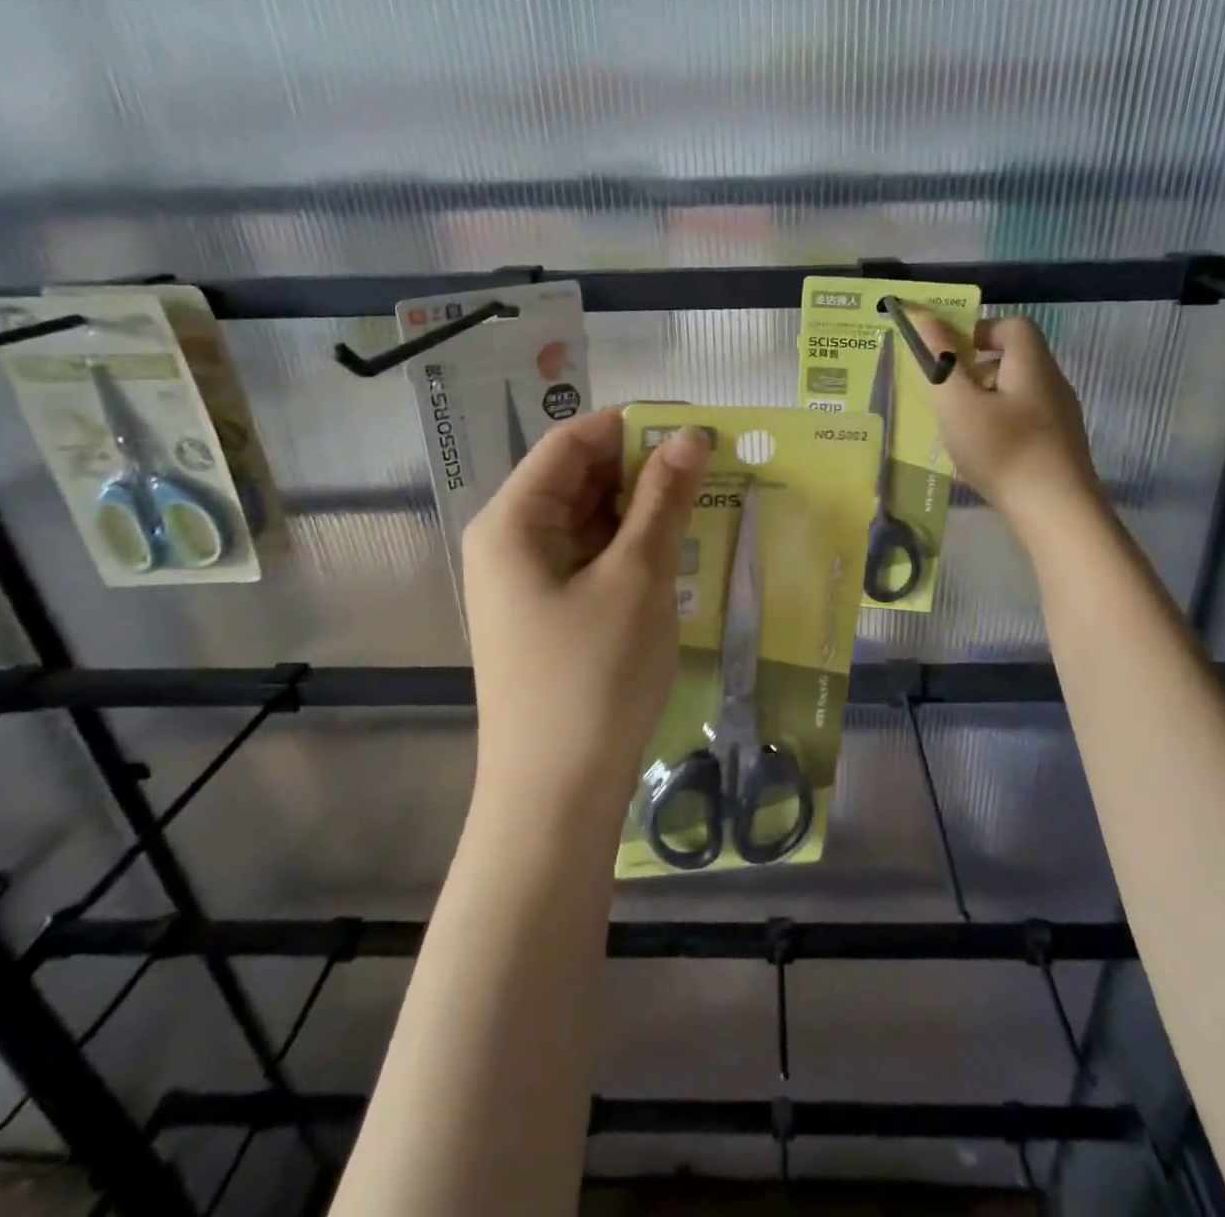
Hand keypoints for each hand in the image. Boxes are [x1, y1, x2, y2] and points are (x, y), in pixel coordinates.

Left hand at [461, 409, 707, 810]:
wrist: (556, 798)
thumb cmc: (593, 678)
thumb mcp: (637, 579)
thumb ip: (663, 501)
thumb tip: (690, 435)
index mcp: (513, 522)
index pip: (572, 443)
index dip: (634, 426)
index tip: (697, 426)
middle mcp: (511, 543)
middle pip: (579, 480)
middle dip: (644, 468)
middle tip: (714, 465)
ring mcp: (528, 582)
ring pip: (590, 521)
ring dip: (643, 509)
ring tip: (707, 501)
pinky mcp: (549, 614)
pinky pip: (592, 559)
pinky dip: (632, 547)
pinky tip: (678, 549)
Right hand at [907, 311, 1101, 526]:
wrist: (1058, 514)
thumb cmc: (1004, 451)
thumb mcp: (959, 405)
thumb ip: (938, 361)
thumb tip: (922, 317)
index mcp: (1032, 364)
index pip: (1011, 325)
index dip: (977, 331)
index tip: (947, 357)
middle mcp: (1052, 384)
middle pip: (1012, 360)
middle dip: (973, 371)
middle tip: (944, 397)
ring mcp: (1060, 419)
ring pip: (1015, 394)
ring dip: (983, 403)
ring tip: (956, 430)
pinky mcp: (1059, 449)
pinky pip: (1023, 422)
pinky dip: (998, 428)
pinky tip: (981, 456)